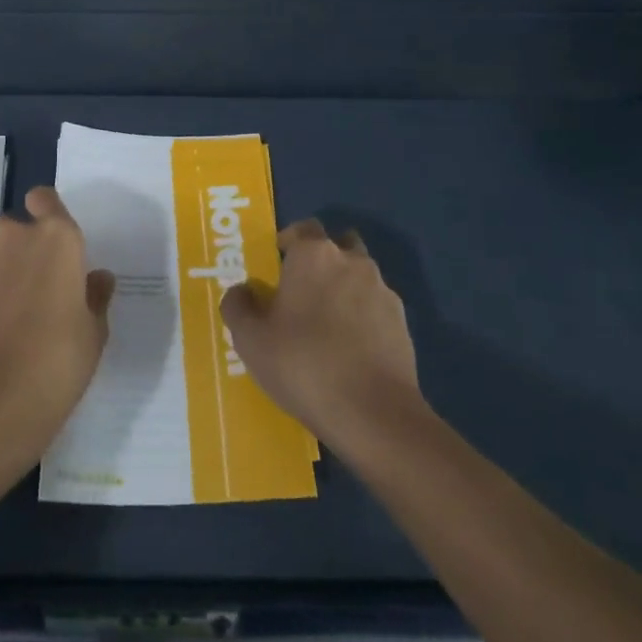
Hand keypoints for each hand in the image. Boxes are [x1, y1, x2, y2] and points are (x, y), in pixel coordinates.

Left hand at [0, 186, 115, 470]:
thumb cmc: (56, 363)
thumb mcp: (93, 334)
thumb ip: (94, 296)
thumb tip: (96, 277)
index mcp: (57, 238)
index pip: (46, 199)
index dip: (47, 212)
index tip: (51, 242)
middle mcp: (13, 235)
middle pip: (18, 231)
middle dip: (23, 253)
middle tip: (33, 295)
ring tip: (4, 320)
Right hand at [220, 219, 420, 450]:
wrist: (373, 413)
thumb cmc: (302, 364)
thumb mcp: (250, 339)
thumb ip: (238, 305)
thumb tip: (242, 291)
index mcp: (314, 255)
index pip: (302, 228)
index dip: (287, 243)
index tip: (275, 268)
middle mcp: (352, 261)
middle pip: (336, 245)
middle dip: (320, 261)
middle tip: (301, 292)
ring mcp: (383, 290)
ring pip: (359, 276)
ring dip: (344, 288)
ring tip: (326, 324)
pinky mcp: (402, 322)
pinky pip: (375, 307)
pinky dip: (363, 316)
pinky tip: (350, 349)